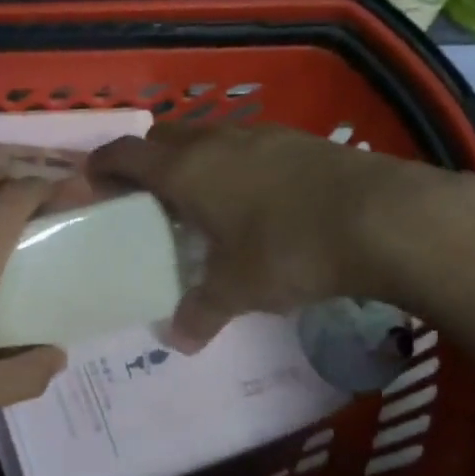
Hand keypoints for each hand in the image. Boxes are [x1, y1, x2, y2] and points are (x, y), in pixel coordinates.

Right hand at [89, 123, 474, 348]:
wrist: (383, 217)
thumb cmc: (289, 249)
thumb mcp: (238, 289)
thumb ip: (201, 312)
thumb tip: (179, 341)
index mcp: (186, 170)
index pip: (126, 154)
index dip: (103, 165)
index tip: (91, 181)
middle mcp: (216, 141)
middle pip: (164, 136)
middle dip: (148, 160)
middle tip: (148, 197)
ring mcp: (261, 134)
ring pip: (209, 136)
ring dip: (194, 160)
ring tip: (202, 200)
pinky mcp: (299, 140)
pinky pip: (248, 144)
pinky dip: (235, 163)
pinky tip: (256, 198)